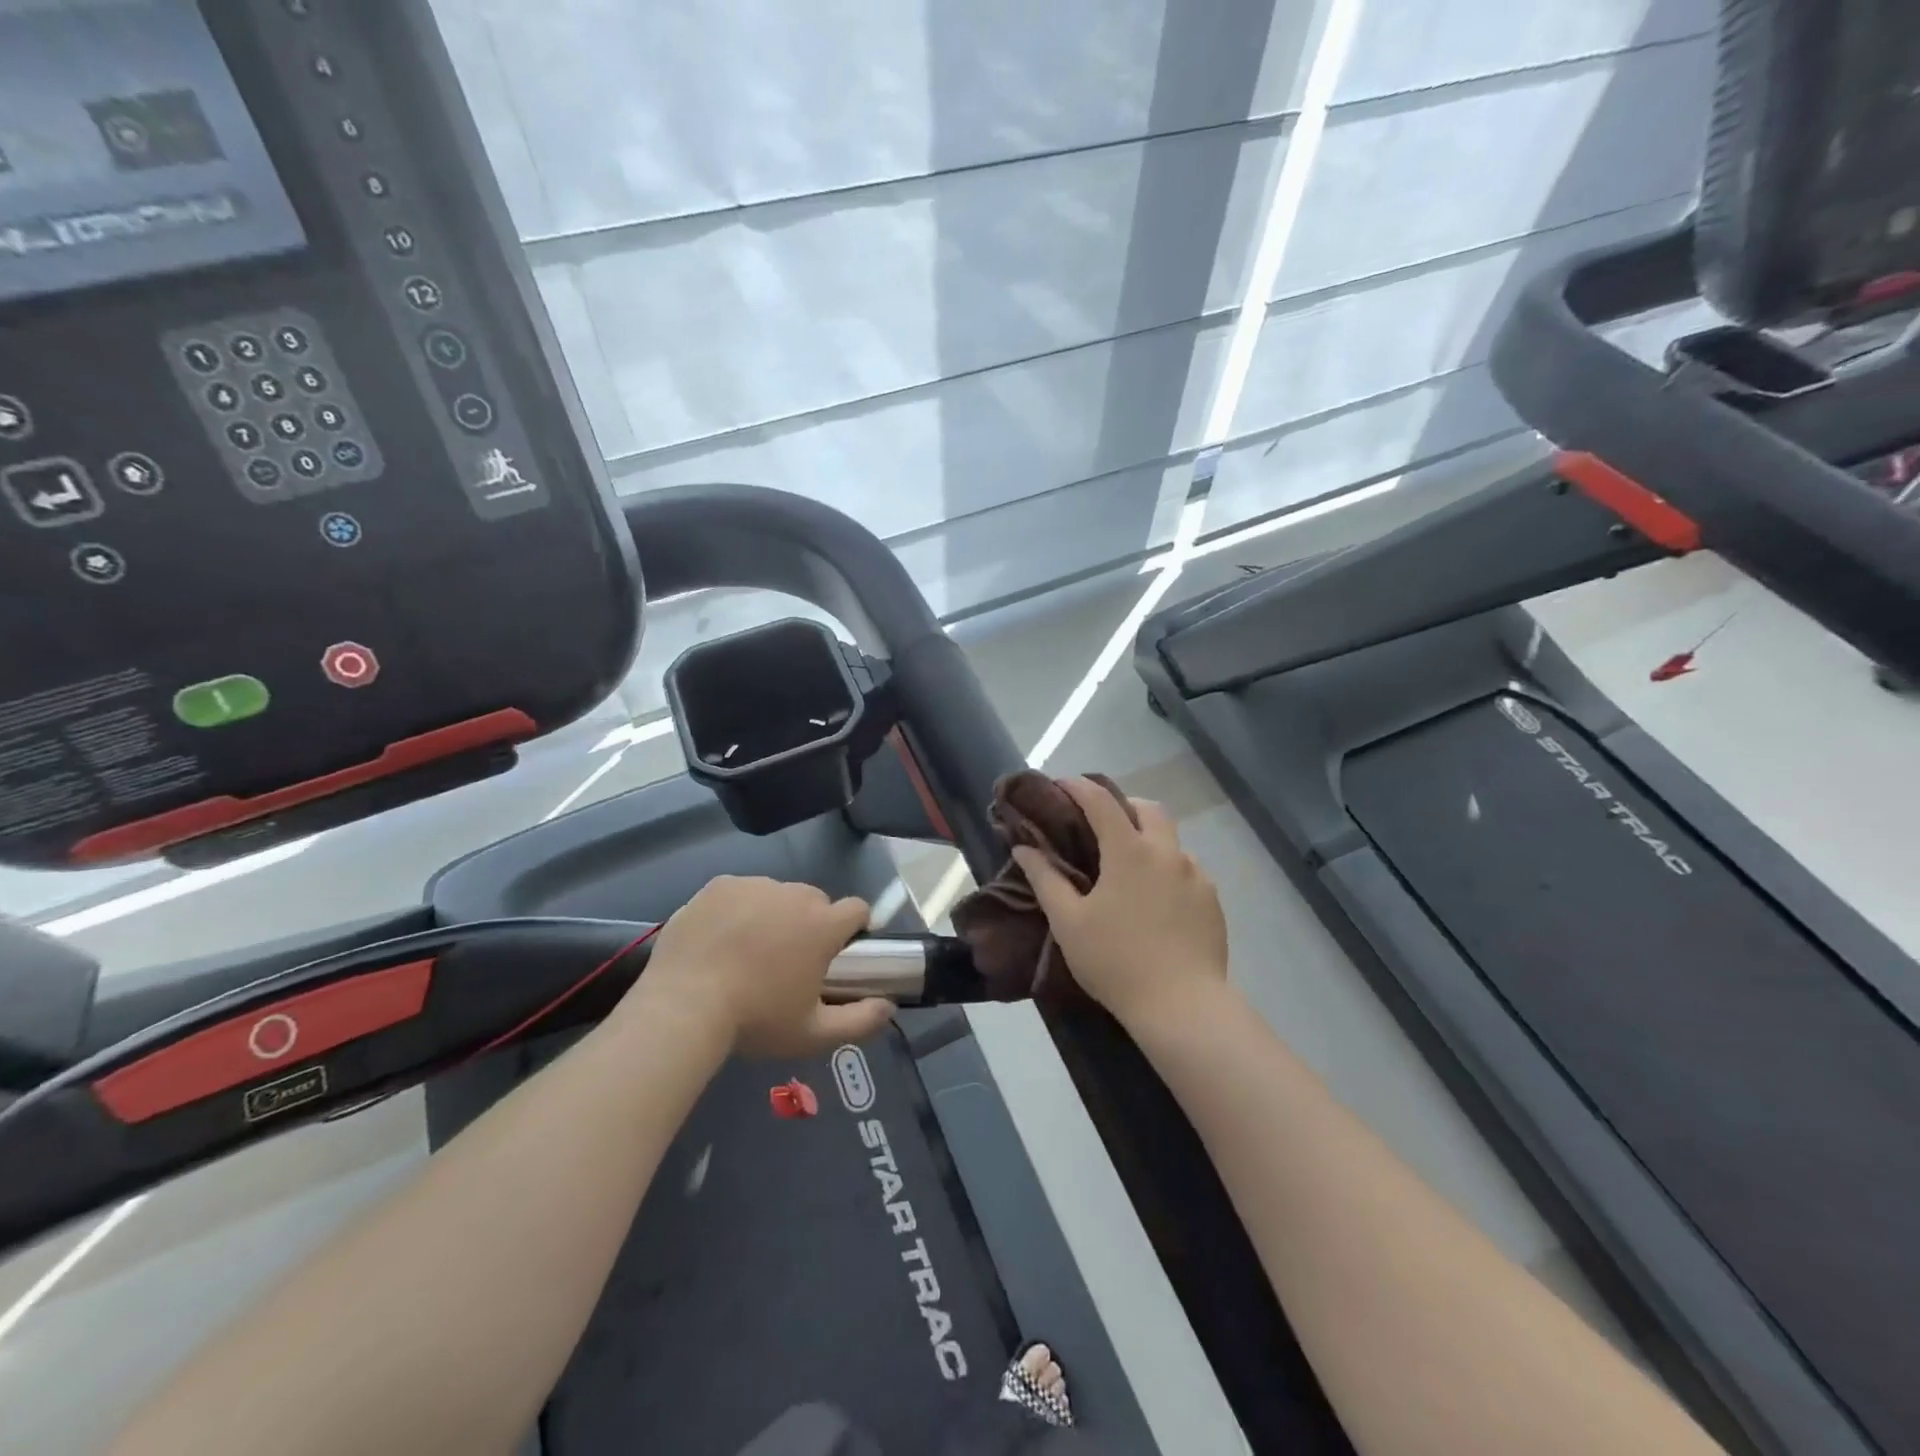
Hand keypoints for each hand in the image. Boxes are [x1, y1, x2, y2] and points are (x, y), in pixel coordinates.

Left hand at [637, 876, 893, 1055]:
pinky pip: (741, 892)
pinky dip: (738, 909)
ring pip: (777, 895)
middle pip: (815, 901)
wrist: (682, 1008)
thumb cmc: (755, 1021)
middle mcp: (794, 894)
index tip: (839, 953)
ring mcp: (754, 885)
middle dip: (810, 924)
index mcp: (822, 924)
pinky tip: (721, 939)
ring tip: (748, 952)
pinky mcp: (719, 886)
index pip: (857, 909)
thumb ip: (861, 1021)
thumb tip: (890, 1006)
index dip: (854, 928)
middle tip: (787, 961)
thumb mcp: (813, 1034)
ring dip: (774, 915)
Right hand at [1012, 778, 1228, 1027]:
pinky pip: (1187, 870)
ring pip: (1171, 840)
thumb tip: (1024, 848)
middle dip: (1122, 805)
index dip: (1078, 787)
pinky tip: (1154, 899)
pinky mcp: (1212, 901)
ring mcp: (1196, 876)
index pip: (1101, 802)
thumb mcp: (1069, 922)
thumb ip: (1045, 879)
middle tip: (1099, 822)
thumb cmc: (1116, 961)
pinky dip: (1166, 868)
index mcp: (1129, 851)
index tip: (1061, 784)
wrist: (1182, 1007)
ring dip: (1148, 838)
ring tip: (1127, 867)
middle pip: (1147, 809)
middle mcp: (1168, 853)